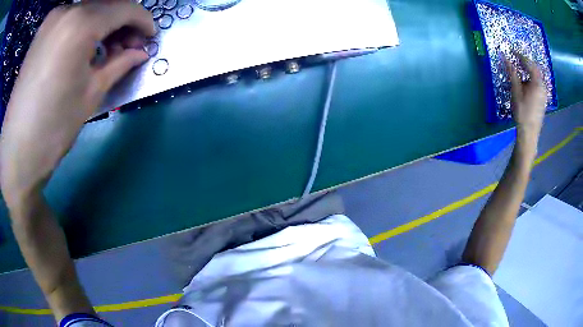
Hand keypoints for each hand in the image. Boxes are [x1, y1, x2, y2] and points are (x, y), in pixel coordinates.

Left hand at [0, 2, 154, 207]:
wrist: (16, 153)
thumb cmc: (53, 128)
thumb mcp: (91, 95)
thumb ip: (119, 64)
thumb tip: (140, 53)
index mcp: (81, 24)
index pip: (125, 8)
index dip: (144, 20)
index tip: (151, 37)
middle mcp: (67, 10)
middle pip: (106, 6)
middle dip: (123, 23)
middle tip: (129, 48)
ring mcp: (52, 19)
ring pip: (88, 11)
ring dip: (103, 26)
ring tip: (107, 51)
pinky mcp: (42, 31)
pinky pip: (72, 19)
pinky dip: (84, 29)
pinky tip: (85, 49)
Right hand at [505, 52, 546, 156]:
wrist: (529, 134)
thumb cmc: (522, 113)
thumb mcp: (516, 92)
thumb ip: (512, 73)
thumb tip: (505, 58)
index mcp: (537, 83)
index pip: (528, 63)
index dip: (519, 55)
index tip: (511, 50)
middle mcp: (542, 86)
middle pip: (535, 68)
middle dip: (526, 62)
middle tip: (516, 58)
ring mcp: (544, 93)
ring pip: (537, 76)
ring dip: (529, 70)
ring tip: (521, 70)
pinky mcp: (543, 99)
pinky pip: (539, 83)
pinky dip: (532, 78)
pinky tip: (526, 82)